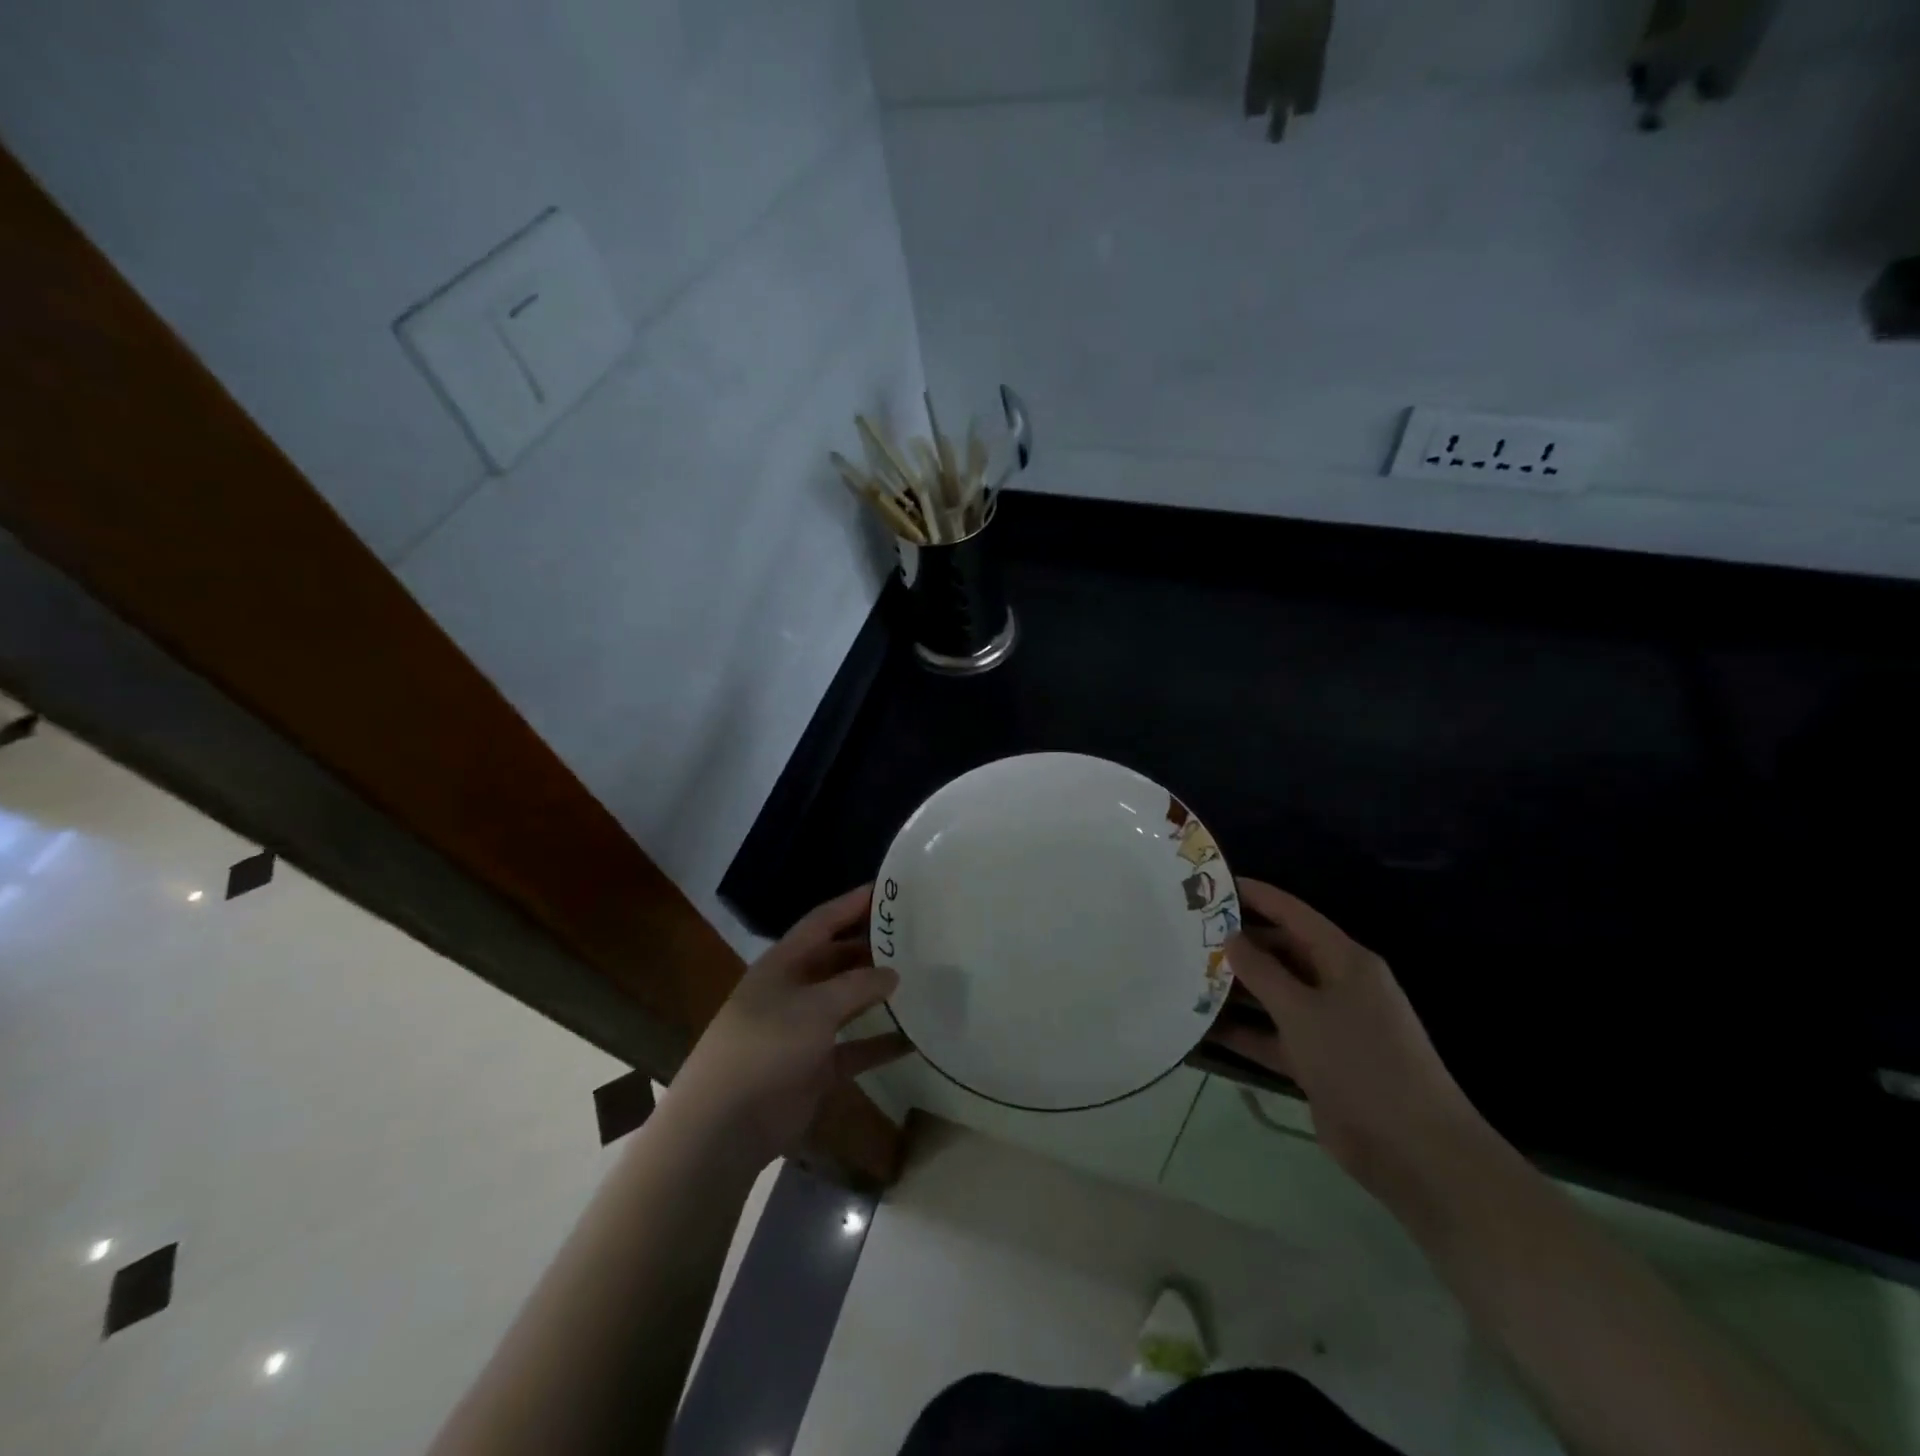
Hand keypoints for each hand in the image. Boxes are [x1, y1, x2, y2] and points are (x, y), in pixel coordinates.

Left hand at [669, 886, 911, 1170]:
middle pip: (838, 959)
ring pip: (848, 1003)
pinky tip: (914, 1039)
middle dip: (871, 947)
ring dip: (878, 994)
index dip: (853, 903)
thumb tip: (893, 973)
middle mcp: (794, 990)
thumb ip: (857, 986)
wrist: (725, 1125)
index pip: (822, 922)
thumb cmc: (766, 1047)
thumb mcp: (814, 1007)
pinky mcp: (815, 1068)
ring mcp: (804, 1030)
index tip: (888, 889)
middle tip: (915, 935)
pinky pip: (855, 1049)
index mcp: (784, 964)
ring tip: (921, 978)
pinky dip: (880, 1044)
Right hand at [1212, 879, 1488, 1200]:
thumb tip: (1231, 937)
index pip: (1294, 914)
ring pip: (1272, 995)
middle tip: (1189, 932)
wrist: (1413, 1150)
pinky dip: (1242, 1032)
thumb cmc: (1360, 1062)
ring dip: (1235, 988)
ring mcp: (1326, 1026)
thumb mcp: (1303, 1011)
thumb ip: (1262, 972)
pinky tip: (1200, 1026)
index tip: (1215, 883)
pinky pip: (1270, 1036)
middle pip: (1281, 953)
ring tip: (1186, 973)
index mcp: (1345, 961)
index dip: (1257, 896)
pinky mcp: (1315, 1062)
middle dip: (1239, 943)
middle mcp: (1336, 986)